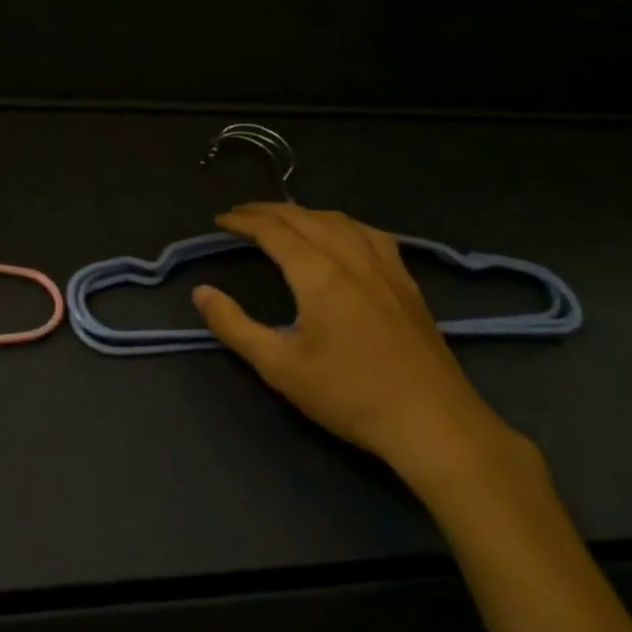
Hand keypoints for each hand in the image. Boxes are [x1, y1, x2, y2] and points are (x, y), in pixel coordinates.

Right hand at [192, 203, 513, 482]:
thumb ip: (234, 326)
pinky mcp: (405, 281)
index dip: (243, 220)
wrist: (431, 421)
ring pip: (339, 220)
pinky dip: (343, 223)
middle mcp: (351, 257)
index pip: (274, 230)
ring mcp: (384, 266)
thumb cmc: (349, 394)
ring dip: (304, 212)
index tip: (220, 219)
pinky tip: (342, 233)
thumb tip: (201, 292)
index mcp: (318, 274)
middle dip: (268, 210)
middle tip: (241, 214)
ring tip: (283, 218)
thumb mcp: (279, 366)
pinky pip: (370, 234)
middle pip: (304, 217)